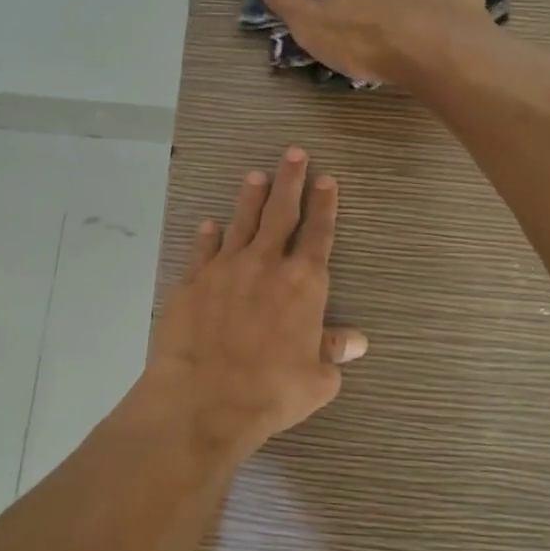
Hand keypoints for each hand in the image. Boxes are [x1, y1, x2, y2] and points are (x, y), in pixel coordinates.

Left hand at [141, 147, 366, 461]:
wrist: (205, 398)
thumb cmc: (271, 391)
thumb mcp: (317, 379)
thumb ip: (334, 352)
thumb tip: (357, 341)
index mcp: (304, 284)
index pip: (318, 234)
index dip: (324, 205)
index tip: (326, 179)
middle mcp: (266, 265)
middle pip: (281, 213)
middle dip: (290, 181)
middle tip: (294, 153)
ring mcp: (226, 268)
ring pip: (242, 222)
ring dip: (251, 197)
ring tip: (256, 175)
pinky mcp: (192, 281)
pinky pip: (202, 249)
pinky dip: (207, 235)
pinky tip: (209, 224)